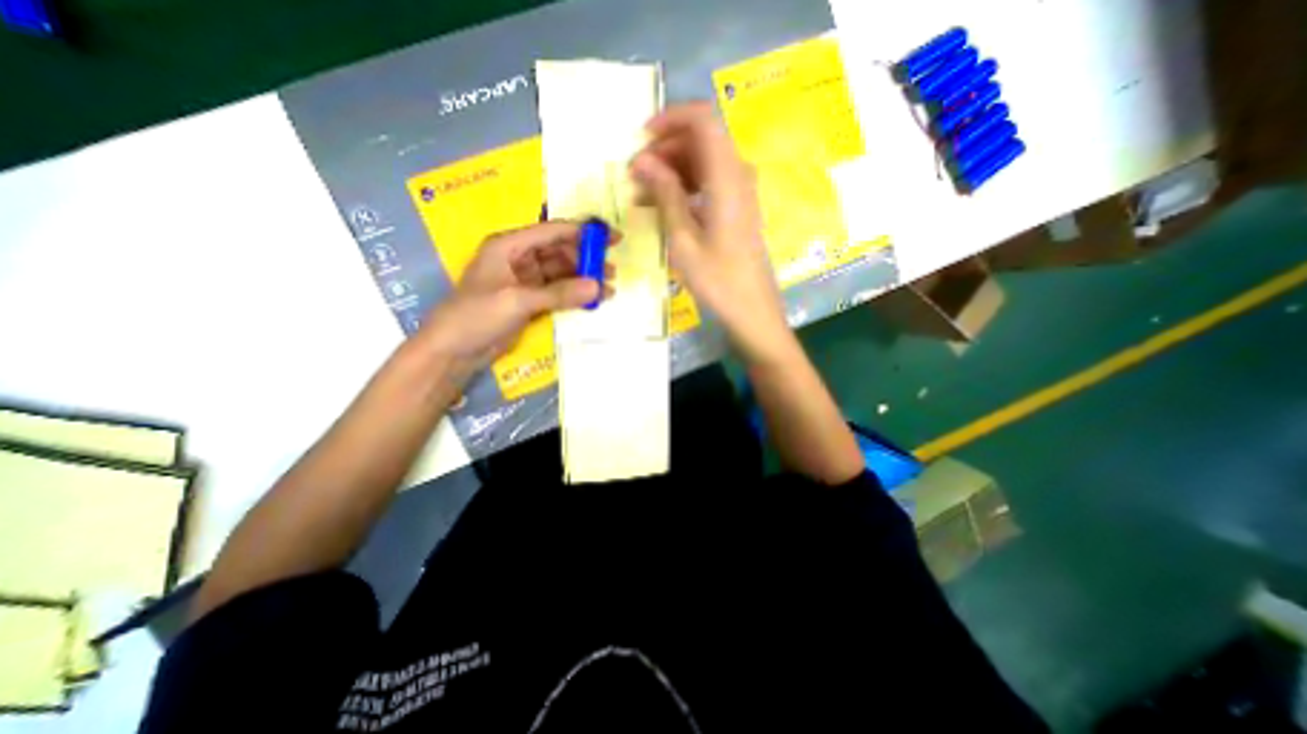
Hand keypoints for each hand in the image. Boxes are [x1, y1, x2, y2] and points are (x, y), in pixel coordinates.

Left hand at [417, 220, 613, 371]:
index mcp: (509, 245)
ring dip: (584, 278)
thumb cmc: (476, 316)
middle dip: (587, 259)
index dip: (584, 233)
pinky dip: (575, 294)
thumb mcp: (518, 301)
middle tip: (612, 272)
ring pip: (562, 272)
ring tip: (608, 289)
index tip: (613, 238)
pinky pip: (558, 291)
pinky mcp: (530, 299)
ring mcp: (526, 280)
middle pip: (560, 251)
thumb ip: (559, 293)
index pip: (552, 232)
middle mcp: (519, 257)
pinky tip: (592, 299)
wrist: (453, 351)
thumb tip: (599, 287)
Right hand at [628, 102, 791, 362]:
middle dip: (665, 149)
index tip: (641, 140)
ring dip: (672, 169)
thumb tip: (642, 160)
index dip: (670, 119)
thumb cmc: (717, 279)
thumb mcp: (683, 238)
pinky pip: (710, 183)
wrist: (752, 309)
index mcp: (727, 177)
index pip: (703, 119)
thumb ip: (665, 193)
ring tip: (642, 194)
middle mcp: (738, 175)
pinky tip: (663, 206)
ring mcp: (740, 193)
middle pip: (702, 139)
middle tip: (636, 175)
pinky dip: (685, 187)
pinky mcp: (738, 209)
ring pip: (704, 162)